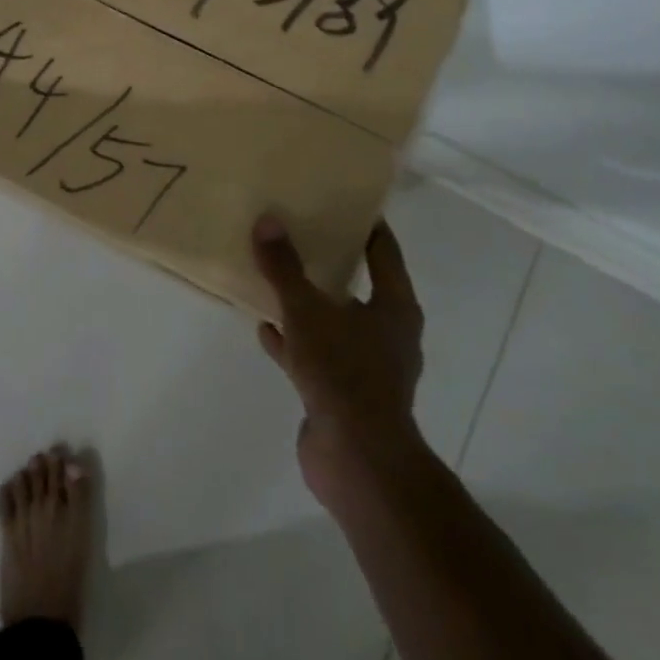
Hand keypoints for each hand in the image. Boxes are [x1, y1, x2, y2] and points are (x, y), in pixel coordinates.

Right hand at [254, 214, 426, 509]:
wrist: (358, 460)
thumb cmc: (344, 373)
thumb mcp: (307, 312)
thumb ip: (285, 268)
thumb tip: (267, 220)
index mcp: (394, 306)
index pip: (383, 250)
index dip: (365, 224)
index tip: (340, 200)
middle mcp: (387, 332)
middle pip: (358, 284)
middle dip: (329, 261)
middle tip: (297, 232)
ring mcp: (366, 365)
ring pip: (334, 320)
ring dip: (308, 302)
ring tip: (275, 276)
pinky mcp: (344, 392)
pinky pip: (315, 353)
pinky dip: (293, 340)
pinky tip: (265, 328)